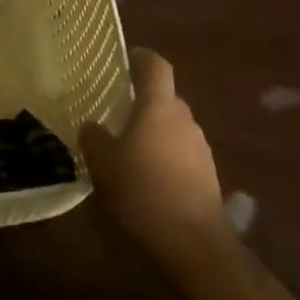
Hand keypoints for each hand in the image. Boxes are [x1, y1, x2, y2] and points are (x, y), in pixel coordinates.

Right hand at [81, 49, 223, 269]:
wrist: (193, 241)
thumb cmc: (143, 191)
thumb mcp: (103, 164)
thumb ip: (94, 138)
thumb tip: (91, 125)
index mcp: (158, 106)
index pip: (155, 65)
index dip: (140, 58)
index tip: (124, 59)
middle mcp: (184, 118)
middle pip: (164, 97)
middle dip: (142, 102)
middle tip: (115, 113)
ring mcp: (200, 146)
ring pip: (173, 126)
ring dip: (154, 131)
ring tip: (129, 151)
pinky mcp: (208, 174)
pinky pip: (181, 152)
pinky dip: (165, 156)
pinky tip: (148, 178)